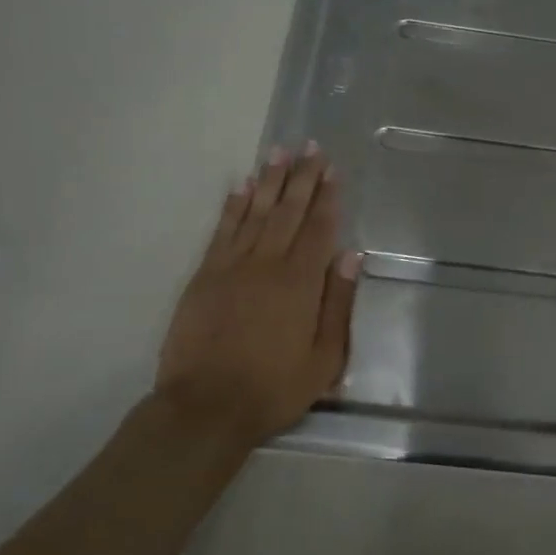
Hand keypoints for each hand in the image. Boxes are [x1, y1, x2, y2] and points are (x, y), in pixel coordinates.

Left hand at [155, 144, 360, 446]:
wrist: (206, 407)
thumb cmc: (274, 387)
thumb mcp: (325, 358)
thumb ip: (339, 303)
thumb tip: (351, 255)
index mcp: (300, 282)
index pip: (318, 228)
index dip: (327, 196)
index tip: (332, 169)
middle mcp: (267, 264)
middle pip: (288, 211)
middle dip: (302, 177)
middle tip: (310, 146)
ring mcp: (232, 267)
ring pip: (255, 213)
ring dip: (269, 181)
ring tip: (279, 152)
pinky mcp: (205, 276)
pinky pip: (222, 231)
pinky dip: (233, 206)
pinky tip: (241, 187)